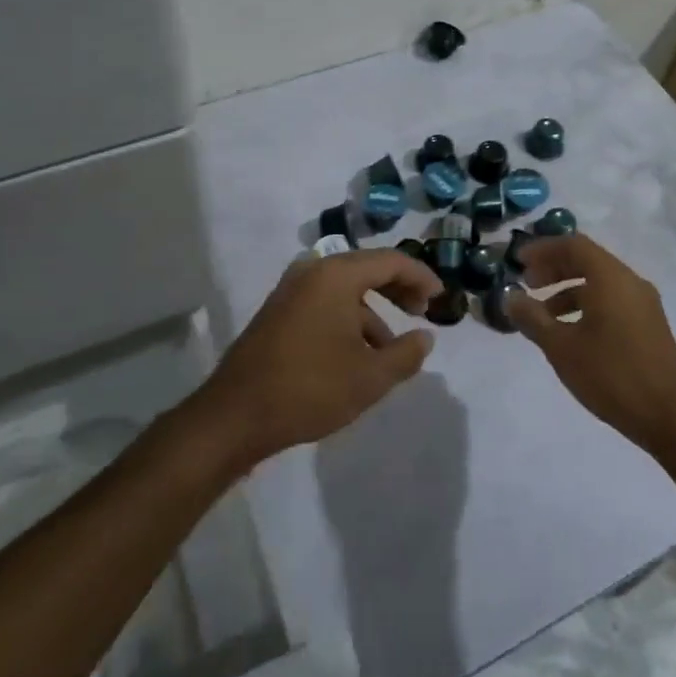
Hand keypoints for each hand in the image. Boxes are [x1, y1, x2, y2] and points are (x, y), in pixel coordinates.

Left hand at [195, 249, 440, 468]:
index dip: (421, 276)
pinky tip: (356, 356)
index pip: (391, 261)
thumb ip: (405, 354)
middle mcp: (312, 271)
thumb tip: (425, 337)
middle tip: (420, 313)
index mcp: (336, 275)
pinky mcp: (278, 311)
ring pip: (345, 289)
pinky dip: (348, 319)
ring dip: (372, 312)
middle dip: (398, 289)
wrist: (235, 415)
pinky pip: (325, 302)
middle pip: (367, 269)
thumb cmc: (309, 389)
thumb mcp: (369, 378)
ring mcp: (291, 290)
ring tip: (390, 351)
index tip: (440, 298)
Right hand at [505, 234, 675, 453]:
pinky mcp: (649, 325)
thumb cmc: (611, 375)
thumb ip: (533, 317)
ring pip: (600, 282)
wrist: (670, 417)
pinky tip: (570, 332)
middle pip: (587, 260)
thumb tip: (510, 297)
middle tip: (528, 283)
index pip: (573, 245)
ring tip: (543, 313)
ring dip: (568, 289)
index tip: (518, 261)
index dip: (542, 249)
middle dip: (554, 268)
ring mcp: (644, 304)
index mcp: (611, 278)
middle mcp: (630, 282)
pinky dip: (586, 305)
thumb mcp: (561, 347)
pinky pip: (612, 300)